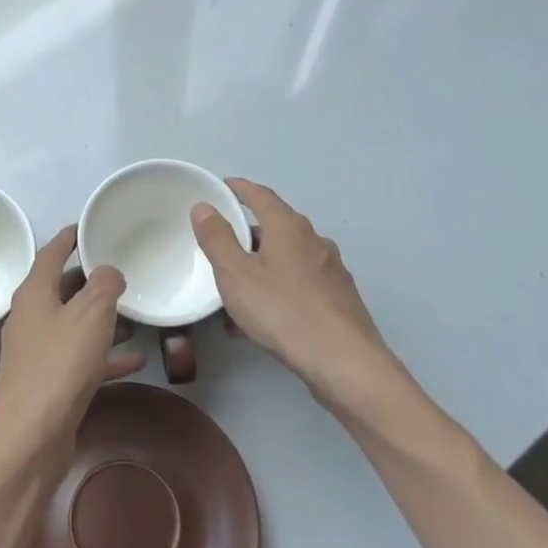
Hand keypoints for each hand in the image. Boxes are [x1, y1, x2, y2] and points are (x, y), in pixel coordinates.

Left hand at [0, 227, 146, 455]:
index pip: (51, 253)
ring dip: (102, 321)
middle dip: (91, 282)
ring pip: (73, 326)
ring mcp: (37, 353)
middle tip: (121, 272)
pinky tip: (135, 360)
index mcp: (34, 294)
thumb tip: (108, 271)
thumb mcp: (90, 314)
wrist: (32, 435)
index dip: (69, 237)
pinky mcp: (49, 384)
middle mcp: (30, 318)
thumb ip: (104, 285)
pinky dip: (105, 357)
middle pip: (62, 290)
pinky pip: (81, 360)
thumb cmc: (60, 364)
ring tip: (135, 316)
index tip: (88, 226)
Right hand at [191, 178, 411, 415]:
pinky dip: (276, 289)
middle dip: (248, 232)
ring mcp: (331, 270)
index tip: (222, 186)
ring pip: (287, 258)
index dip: (239, 188)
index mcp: (289, 227)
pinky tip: (260, 319)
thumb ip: (217, 239)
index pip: (261, 195)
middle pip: (276, 226)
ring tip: (235, 288)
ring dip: (261, 266)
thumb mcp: (236, 274)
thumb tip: (204, 207)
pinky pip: (298, 284)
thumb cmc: (283, 311)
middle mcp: (314, 241)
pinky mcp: (338, 298)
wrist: (343, 361)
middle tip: (221, 243)